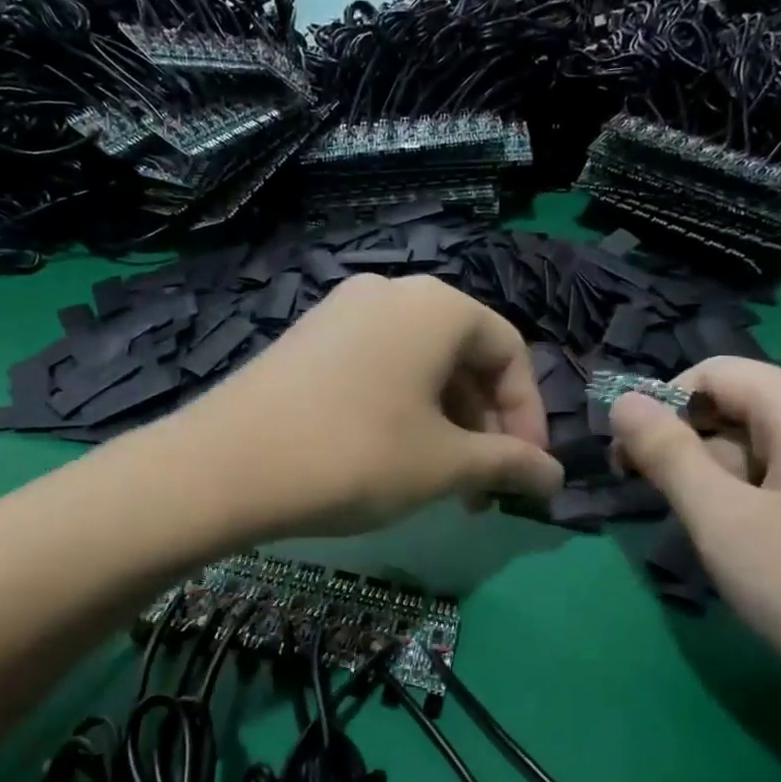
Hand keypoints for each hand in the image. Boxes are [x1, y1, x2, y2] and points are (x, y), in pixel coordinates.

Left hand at [179, 275, 563, 539]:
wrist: (226, 465)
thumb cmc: (356, 455)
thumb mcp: (444, 465)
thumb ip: (509, 465)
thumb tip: (554, 478)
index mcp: (436, 306)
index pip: (510, 352)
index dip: (528, 417)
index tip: (525, 473)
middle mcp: (390, 293)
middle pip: (462, 358)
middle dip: (483, 426)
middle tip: (481, 488)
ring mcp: (341, 312)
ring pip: (418, 367)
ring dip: (444, 424)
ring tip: (440, 483)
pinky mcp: (307, 340)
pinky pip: (376, 368)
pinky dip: (401, 410)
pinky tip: (391, 458)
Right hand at [610, 359, 780, 726]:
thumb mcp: (724, 522)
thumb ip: (668, 454)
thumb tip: (624, 401)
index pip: (713, 372)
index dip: (660, 409)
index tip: (631, 466)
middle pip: (746, 408)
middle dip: (697, 452)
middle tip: (680, 517)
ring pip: (777, 447)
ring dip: (732, 482)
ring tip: (728, 546)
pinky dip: (773, 500)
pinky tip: (775, 556)